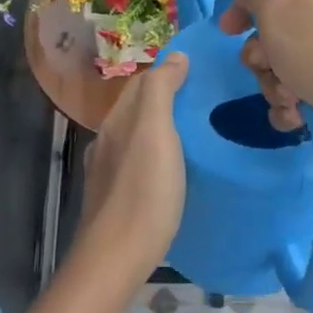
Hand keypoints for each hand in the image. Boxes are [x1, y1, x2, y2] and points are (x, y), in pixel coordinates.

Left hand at [78, 52, 189, 280]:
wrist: (117, 258)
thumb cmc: (143, 190)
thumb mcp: (156, 131)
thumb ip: (161, 90)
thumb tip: (175, 55)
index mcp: (116, 121)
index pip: (141, 83)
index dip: (167, 72)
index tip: (201, 71)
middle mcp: (107, 142)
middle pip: (138, 110)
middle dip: (167, 100)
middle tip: (206, 101)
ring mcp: (108, 174)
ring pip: (138, 139)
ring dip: (162, 130)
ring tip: (197, 134)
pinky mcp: (117, 200)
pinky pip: (140, 165)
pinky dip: (158, 157)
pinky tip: (175, 172)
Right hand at [218, 0, 312, 158]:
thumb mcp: (276, 9)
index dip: (245, 9)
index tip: (227, 31)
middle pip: (277, 29)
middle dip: (264, 56)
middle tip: (267, 67)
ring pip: (287, 63)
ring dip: (277, 84)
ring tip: (291, 98)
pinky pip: (305, 88)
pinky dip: (295, 103)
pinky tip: (299, 115)